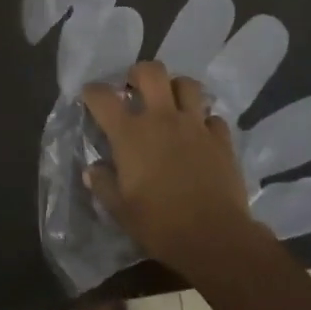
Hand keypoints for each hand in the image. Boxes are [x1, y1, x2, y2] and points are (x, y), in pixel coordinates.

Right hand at [82, 60, 267, 279]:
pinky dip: (204, 120)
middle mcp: (162, 119)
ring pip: (187, 84)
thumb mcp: (120, 210)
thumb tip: (92, 170)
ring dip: (176, 88)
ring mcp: (195, 125)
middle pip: (151, 71)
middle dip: (139, 73)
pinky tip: (200, 134)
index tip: (89, 96)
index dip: (92, 92)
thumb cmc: (160, 224)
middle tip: (135, 88)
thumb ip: (103, 185)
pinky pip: (212, 117)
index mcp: (130, 134)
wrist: (214, 237)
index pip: (103, 97)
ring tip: (171, 103)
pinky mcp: (221, 139)